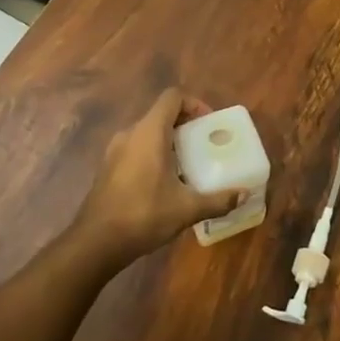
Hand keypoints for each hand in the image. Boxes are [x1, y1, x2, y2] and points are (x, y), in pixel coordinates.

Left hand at [71, 89, 249, 265]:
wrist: (95, 243)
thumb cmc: (143, 215)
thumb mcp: (187, 209)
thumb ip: (218, 200)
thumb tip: (244, 195)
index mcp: (149, 132)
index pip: (173, 97)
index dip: (194, 104)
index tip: (208, 124)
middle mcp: (130, 134)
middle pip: (161, 114)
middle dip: (185, 125)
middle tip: (204, 145)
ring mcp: (115, 151)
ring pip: (147, 132)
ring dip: (169, 141)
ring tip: (188, 165)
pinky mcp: (108, 168)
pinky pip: (136, 148)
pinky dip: (153, 154)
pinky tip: (164, 183)